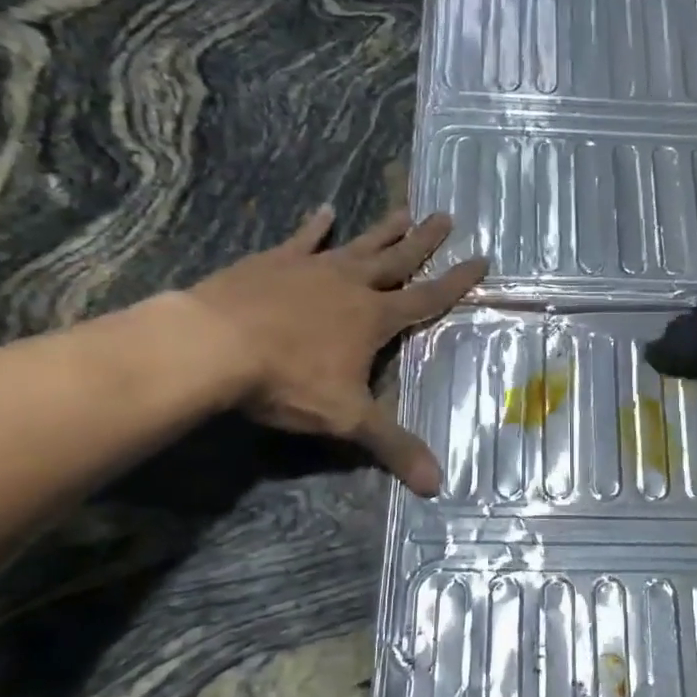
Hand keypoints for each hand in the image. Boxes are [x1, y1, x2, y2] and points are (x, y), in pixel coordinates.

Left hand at [179, 205, 485, 494]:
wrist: (214, 345)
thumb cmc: (288, 380)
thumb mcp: (346, 418)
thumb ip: (392, 446)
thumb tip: (437, 485)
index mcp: (375, 318)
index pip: (427, 298)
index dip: (456, 282)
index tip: (482, 258)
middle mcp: (351, 285)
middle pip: (397, 260)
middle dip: (424, 242)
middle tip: (447, 216)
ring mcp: (312, 268)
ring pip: (358, 245)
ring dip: (383, 230)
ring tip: (405, 210)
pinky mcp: (273, 262)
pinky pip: (302, 240)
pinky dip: (315, 227)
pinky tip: (325, 211)